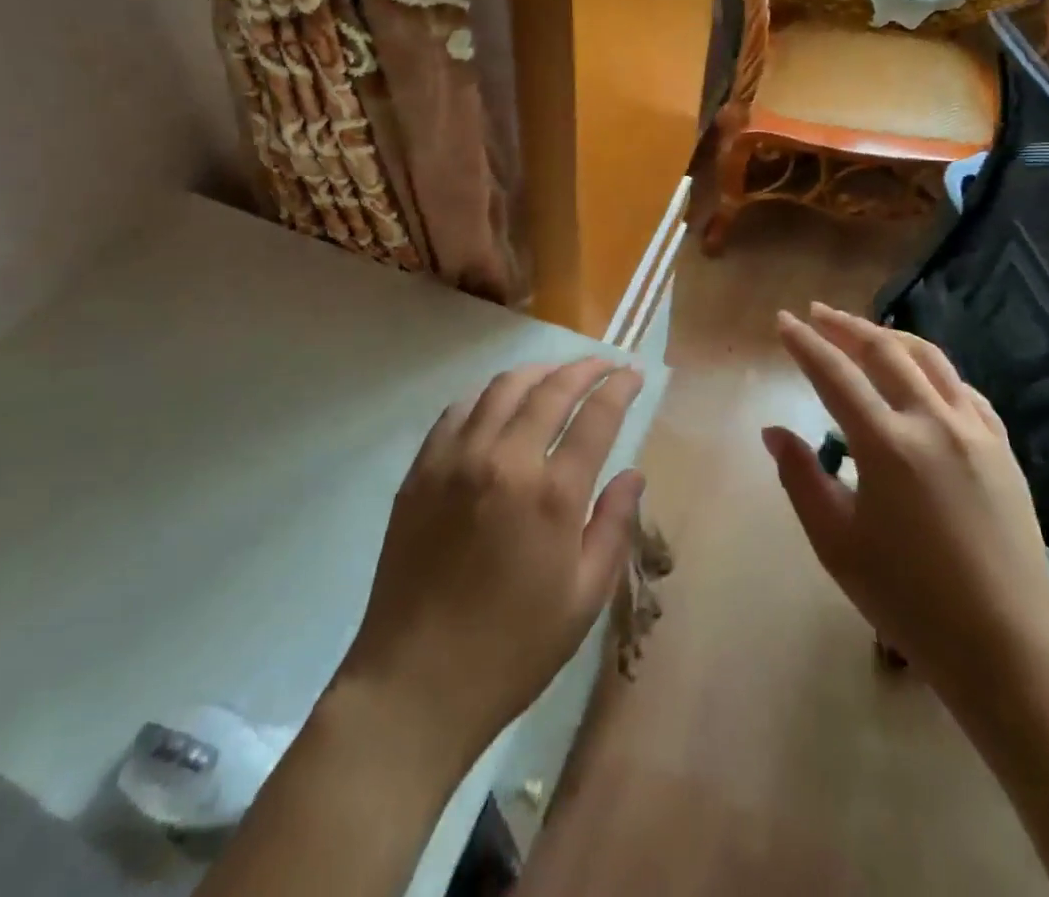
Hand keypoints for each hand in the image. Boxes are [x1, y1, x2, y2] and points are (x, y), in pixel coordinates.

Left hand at [335, 358, 645, 766]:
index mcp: (552, 495)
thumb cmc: (512, 649)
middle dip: (584, 369)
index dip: (618, 387)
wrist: (415, 683)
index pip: (595, 416)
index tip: (632, 373)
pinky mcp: (422, 470)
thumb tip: (633, 473)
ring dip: (537, 372)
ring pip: (501, 388)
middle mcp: (504, 460)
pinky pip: (458, 410)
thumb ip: (614, 526)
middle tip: (603, 364)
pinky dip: (488, 395)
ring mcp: (456, 460)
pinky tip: (499, 403)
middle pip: (550, 389)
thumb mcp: (584, 598)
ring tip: (556, 375)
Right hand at [764, 304, 1048, 711]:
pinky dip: (933, 370)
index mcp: (887, 445)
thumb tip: (774, 432)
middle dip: (845, 326)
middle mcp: (933, 423)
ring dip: (890, 337)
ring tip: (864, 329)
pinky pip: (964, 389)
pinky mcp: (1002, 449)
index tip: (783, 320)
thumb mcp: (836, 543)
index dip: (804, 343)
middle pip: (884, 352)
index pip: (835, 374)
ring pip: (929, 360)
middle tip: (817, 312)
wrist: (1006, 647)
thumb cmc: (908, 599)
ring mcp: (975, 431)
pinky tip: (921, 376)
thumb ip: (800, 478)